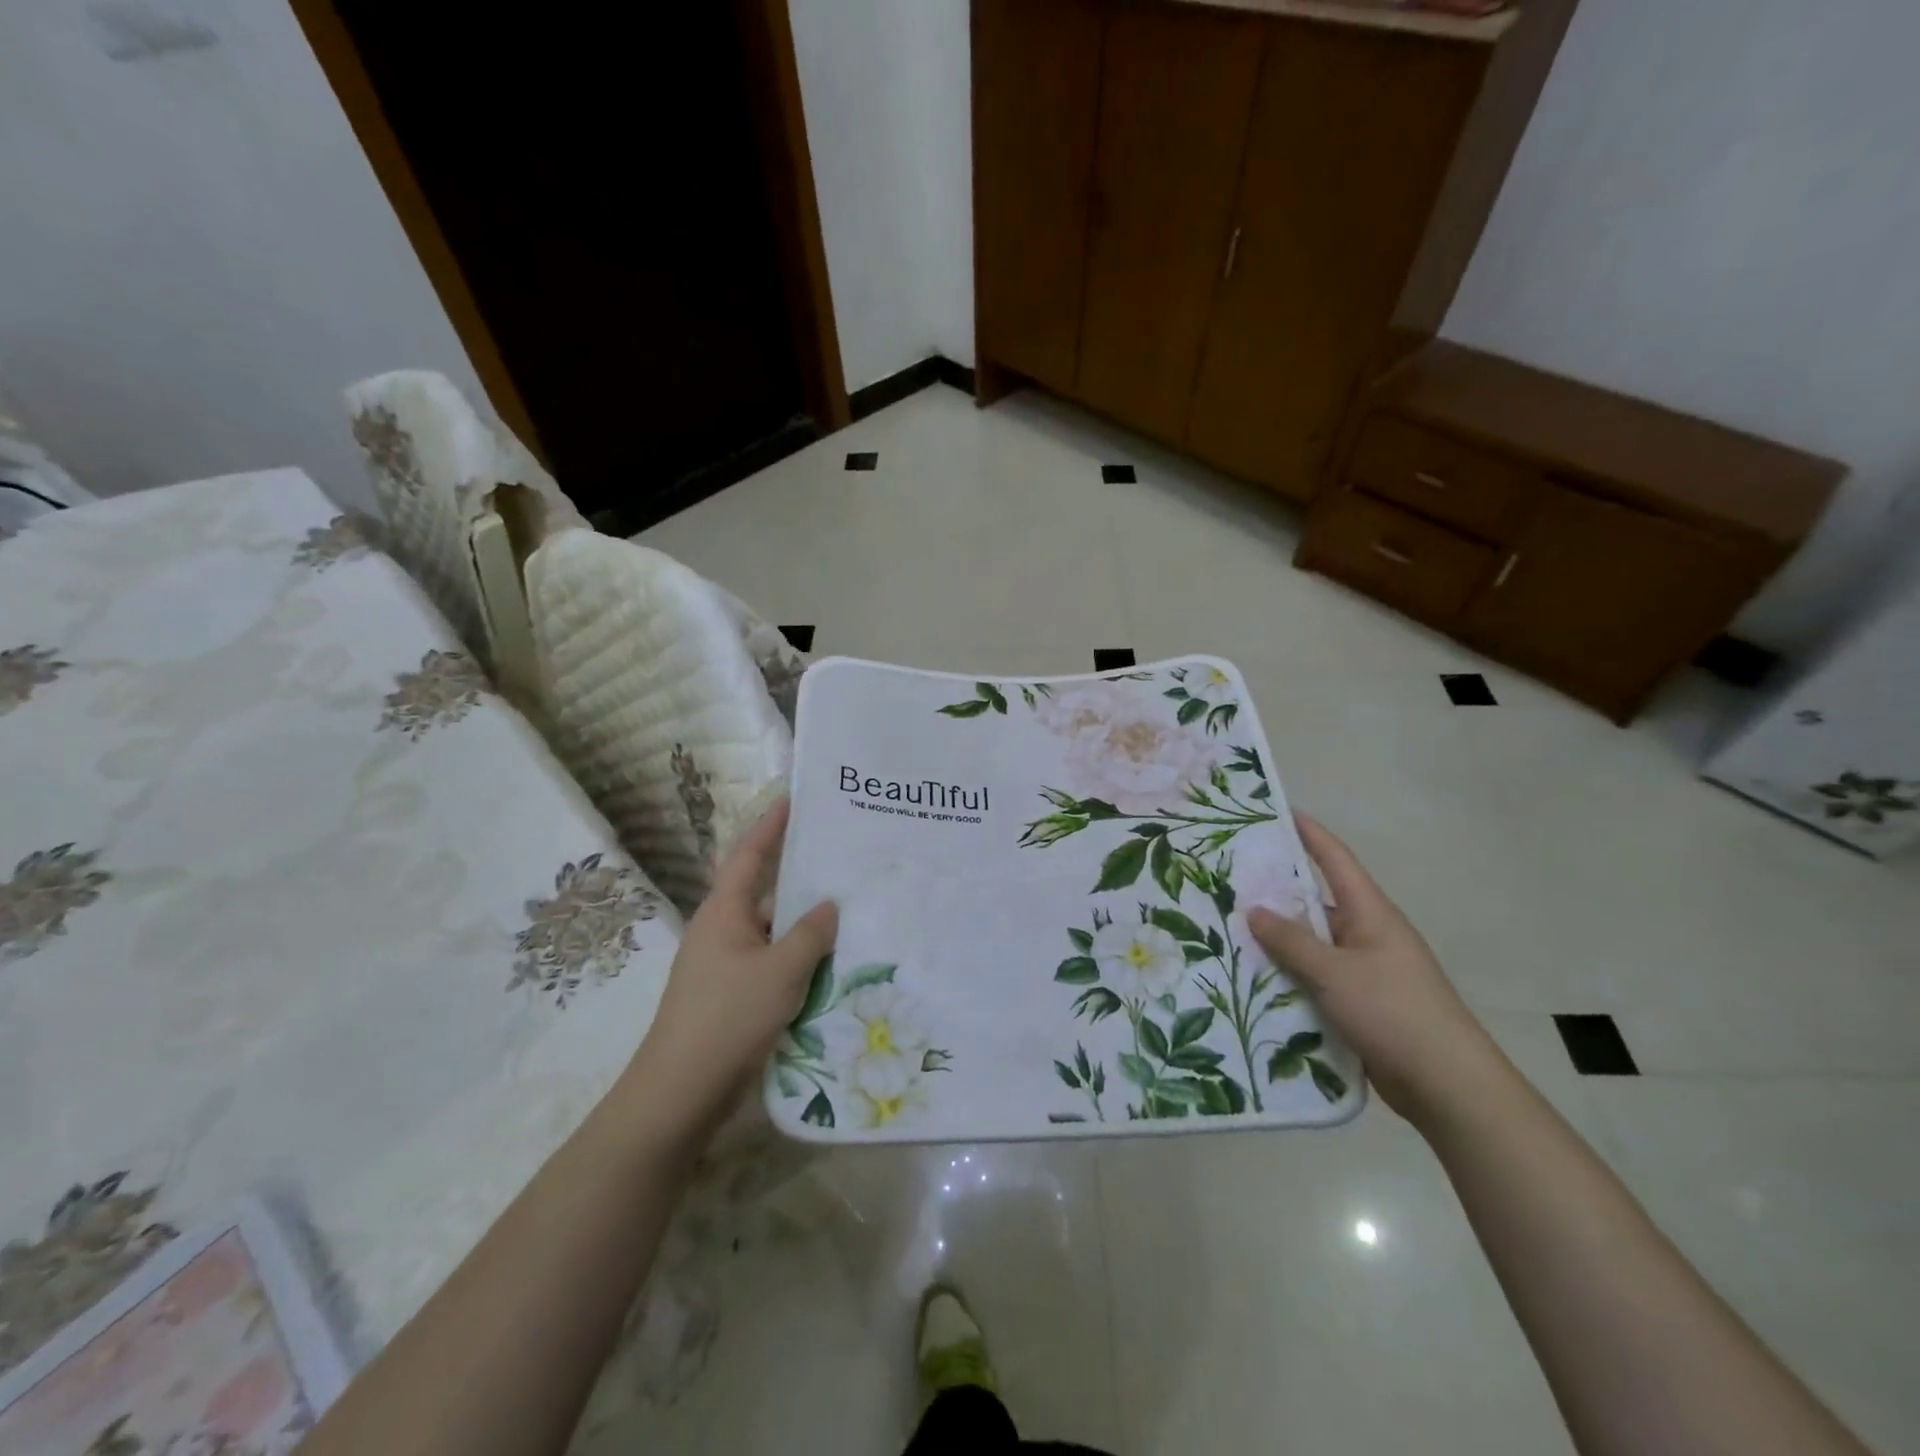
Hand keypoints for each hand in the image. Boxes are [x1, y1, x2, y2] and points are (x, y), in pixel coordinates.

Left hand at [624, 801, 837, 1139]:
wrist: (681, 1091)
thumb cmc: (728, 1017)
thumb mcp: (781, 971)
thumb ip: (810, 934)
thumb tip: (829, 905)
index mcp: (724, 912)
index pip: (748, 854)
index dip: (771, 825)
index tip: (794, 799)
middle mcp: (721, 930)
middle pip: (764, 892)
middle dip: (800, 877)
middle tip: (842, 861)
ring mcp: (725, 965)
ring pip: (772, 932)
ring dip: (804, 926)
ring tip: (850, 913)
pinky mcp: (732, 995)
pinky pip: (772, 963)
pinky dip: (798, 959)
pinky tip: (831, 966)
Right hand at [1247, 813, 1505, 1128]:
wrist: (1447, 1086)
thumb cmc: (1394, 1012)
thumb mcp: (1336, 972)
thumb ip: (1292, 941)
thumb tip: (1254, 910)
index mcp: (1370, 913)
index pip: (1334, 859)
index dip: (1308, 832)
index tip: (1276, 811)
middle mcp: (1367, 934)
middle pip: (1315, 901)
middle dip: (1275, 890)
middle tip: (1228, 878)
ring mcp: (1364, 970)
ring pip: (1311, 944)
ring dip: (1277, 940)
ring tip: (1226, 929)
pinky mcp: (1359, 1003)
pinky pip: (1315, 977)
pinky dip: (1288, 975)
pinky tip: (1252, 978)